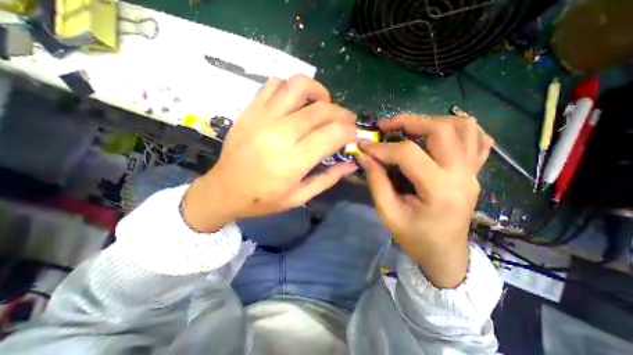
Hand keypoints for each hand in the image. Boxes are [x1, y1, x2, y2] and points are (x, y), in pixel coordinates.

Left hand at [185, 73, 360, 230]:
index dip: (350, 131)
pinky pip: (274, 84)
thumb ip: (328, 179)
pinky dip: (291, 89)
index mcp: (294, 160)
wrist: (224, 190)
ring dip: (319, 92)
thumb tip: (351, 165)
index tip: (353, 136)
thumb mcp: (299, 197)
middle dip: (342, 113)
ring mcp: (263, 117)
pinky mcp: (250, 110)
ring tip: (323, 105)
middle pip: (322, 109)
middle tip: (346, 122)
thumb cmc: (263, 199)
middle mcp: (281, 133)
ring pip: (299, 86)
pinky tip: (295, 104)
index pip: (334, 133)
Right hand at [358, 115, 490, 286]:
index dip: (381, 147)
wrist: (445, 253)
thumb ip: (376, 182)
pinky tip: (438, 135)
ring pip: (464, 127)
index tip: (363, 146)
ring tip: (411, 127)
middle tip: (387, 126)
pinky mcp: (475, 172)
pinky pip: (477, 139)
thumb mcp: (388, 213)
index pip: (408, 154)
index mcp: (439, 190)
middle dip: (409, 122)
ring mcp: (473, 171)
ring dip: (433, 121)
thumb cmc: (415, 238)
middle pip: (441, 130)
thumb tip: (364, 156)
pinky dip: (458, 129)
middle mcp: (462, 175)